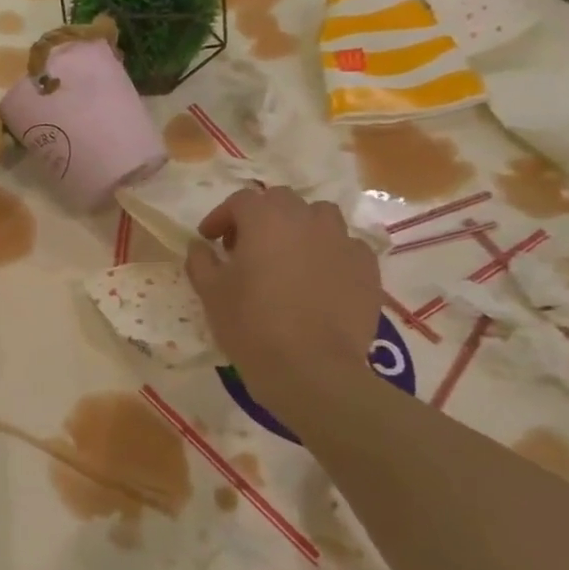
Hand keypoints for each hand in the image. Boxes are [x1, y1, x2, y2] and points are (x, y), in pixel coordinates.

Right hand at [184, 186, 379, 407]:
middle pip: (282, 201)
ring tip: (286, 257)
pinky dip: (329, 254)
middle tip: (245, 245)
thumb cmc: (250, 324)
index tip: (210, 239)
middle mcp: (307, 221)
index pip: (240, 201)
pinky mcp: (367, 270)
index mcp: (266, 220)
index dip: (221, 216)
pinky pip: (346, 247)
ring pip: (320, 218)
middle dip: (261, 216)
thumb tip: (201, 246)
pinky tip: (318, 279)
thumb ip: (201, 260)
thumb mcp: (210, 291)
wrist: (311, 368)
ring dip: (299, 228)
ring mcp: (343, 243)